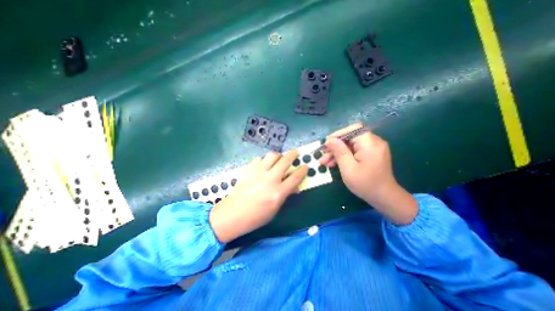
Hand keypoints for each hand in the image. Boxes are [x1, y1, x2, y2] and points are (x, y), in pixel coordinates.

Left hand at [210, 150, 309, 241]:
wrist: (234, 213)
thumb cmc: (257, 216)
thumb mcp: (276, 208)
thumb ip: (286, 194)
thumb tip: (294, 185)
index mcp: (278, 192)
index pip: (295, 177)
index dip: (302, 170)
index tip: (305, 166)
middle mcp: (270, 179)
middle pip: (285, 161)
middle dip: (293, 154)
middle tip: (296, 152)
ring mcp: (258, 172)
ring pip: (272, 155)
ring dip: (278, 155)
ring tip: (279, 158)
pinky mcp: (249, 169)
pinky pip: (259, 159)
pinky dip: (264, 160)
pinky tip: (264, 165)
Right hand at [319, 123, 417, 224]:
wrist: (384, 198)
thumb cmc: (366, 184)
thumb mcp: (348, 169)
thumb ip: (339, 152)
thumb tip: (330, 140)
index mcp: (370, 143)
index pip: (352, 130)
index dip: (337, 135)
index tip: (326, 144)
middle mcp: (373, 142)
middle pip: (350, 138)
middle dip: (335, 146)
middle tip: (322, 156)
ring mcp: (373, 148)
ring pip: (350, 145)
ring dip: (337, 152)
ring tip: (325, 162)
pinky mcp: (370, 154)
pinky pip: (354, 150)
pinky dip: (344, 155)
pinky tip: (334, 163)